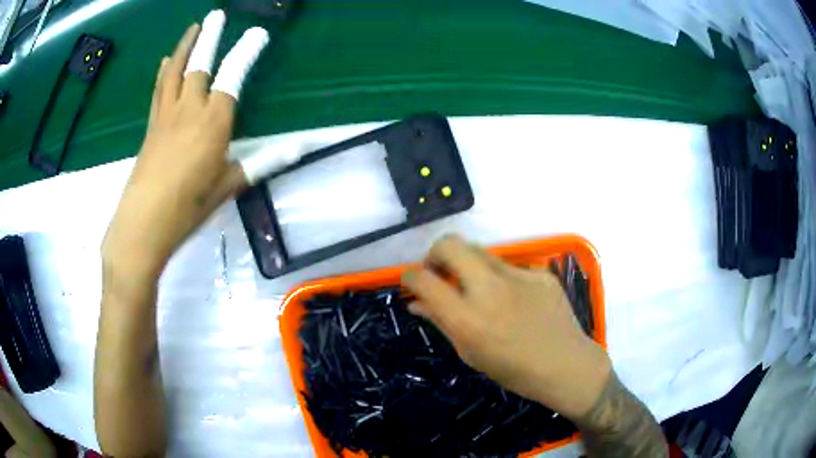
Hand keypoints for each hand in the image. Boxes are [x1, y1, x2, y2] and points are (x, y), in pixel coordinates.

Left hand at [102, 16, 266, 280]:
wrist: (144, 221)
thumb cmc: (189, 205)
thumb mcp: (230, 184)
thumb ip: (263, 161)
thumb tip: (300, 147)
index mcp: (214, 121)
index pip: (233, 76)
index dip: (246, 51)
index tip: (258, 33)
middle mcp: (189, 108)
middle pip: (200, 63)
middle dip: (210, 36)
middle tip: (216, 15)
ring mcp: (166, 114)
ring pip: (175, 71)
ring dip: (184, 46)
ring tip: (193, 28)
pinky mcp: (152, 125)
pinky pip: (159, 89)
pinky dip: (164, 71)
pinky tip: (166, 61)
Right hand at [401, 235, 611, 420]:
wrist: (566, 365)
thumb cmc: (513, 370)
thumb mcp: (470, 353)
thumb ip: (441, 322)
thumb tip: (416, 302)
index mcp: (468, 319)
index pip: (424, 280)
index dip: (410, 276)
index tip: (411, 281)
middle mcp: (490, 290)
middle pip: (450, 244)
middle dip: (436, 253)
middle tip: (440, 272)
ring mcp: (518, 276)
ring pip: (479, 250)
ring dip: (468, 264)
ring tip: (478, 289)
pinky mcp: (539, 272)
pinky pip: (508, 266)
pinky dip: (500, 277)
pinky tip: (514, 299)